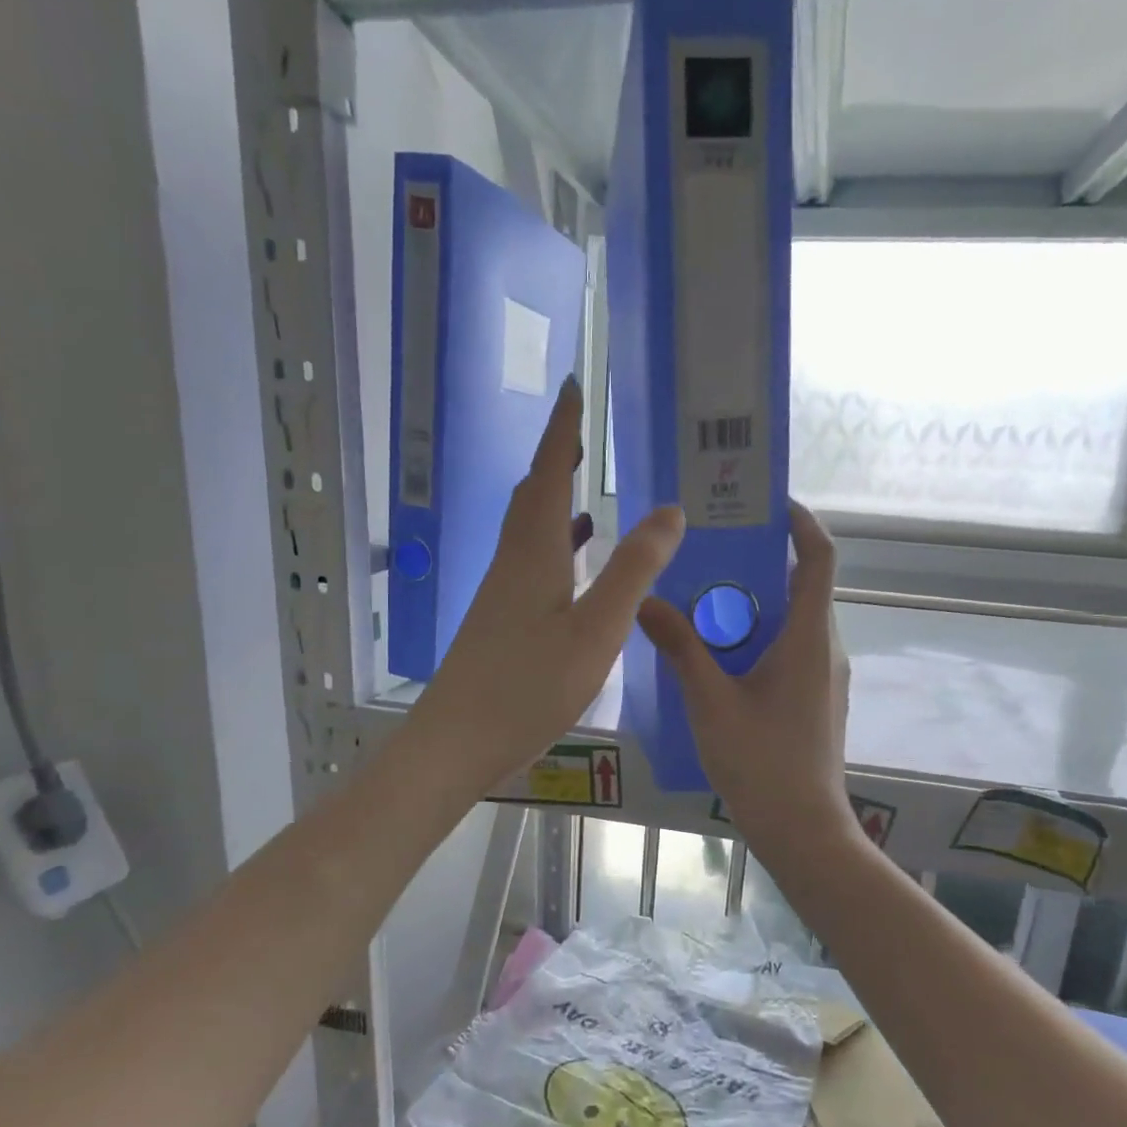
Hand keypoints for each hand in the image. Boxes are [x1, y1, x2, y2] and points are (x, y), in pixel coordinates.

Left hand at [408, 377, 684, 794]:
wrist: (458, 740)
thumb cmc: (529, 686)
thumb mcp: (596, 630)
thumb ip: (633, 570)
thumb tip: (669, 510)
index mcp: (534, 553)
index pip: (548, 473)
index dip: (562, 429)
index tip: (573, 386)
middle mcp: (512, 562)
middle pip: (531, 494)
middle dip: (555, 457)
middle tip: (581, 430)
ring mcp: (501, 592)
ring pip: (528, 529)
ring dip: (553, 499)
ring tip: (584, 487)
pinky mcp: (499, 619)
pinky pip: (530, 562)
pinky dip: (554, 545)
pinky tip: (573, 562)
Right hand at [637, 503, 857, 849]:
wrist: (802, 829)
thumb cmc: (761, 763)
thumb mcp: (711, 702)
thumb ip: (680, 648)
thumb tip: (646, 601)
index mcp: (810, 638)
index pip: (820, 558)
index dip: (801, 522)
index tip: (766, 504)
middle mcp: (826, 649)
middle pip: (803, 586)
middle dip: (763, 561)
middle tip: (711, 549)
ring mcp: (824, 676)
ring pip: (794, 620)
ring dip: (756, 602)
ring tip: (703, 596)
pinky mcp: (815, 699)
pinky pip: (790, 648)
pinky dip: (759, 635)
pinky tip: (717, 651)